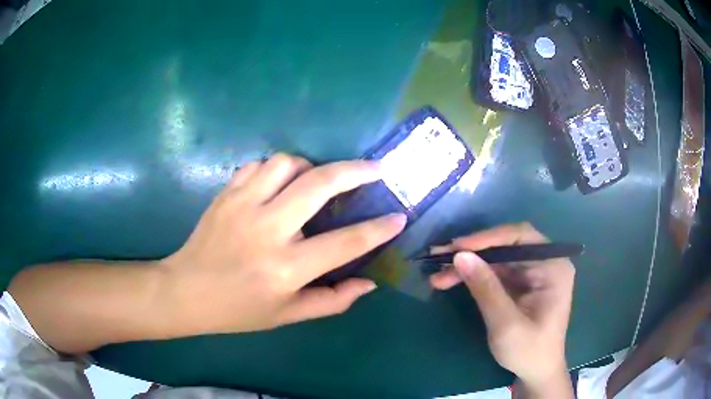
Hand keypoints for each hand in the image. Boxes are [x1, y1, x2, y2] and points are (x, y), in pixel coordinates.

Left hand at [161, 154, 405, 334]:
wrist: (186, 291)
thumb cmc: (238, 310)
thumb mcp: (288, 315)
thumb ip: (333, 300)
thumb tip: (369, 282)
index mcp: (286, 268)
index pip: (345, 243)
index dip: (378, 229)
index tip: (399, 217)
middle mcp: (267, 229)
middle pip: (320, 184)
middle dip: (356, 171)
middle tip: (376, 169)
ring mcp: (243, 205)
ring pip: (288, 163)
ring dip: (311, 166)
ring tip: (317, 180)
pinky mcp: (226, 194)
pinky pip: (259, 164)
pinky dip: (277, 168)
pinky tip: (279, 185)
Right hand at [430, 223, 574, 394]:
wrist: (536, 372)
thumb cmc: (528, 351)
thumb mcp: (506, 324)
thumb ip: (486, 289)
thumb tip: (460, 256)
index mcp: (553, 266)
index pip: (521, 237)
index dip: (488, 238)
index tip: (457, 247)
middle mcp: (545, 262)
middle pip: (507, 245)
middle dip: (473, 252)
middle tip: (439, 257)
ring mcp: (533, 272)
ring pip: (497, 258)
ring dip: (469, 264)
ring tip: (438, 273)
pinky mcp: (521, 283)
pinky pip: (496, 271)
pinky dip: (474, 275)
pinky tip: (452, 279)